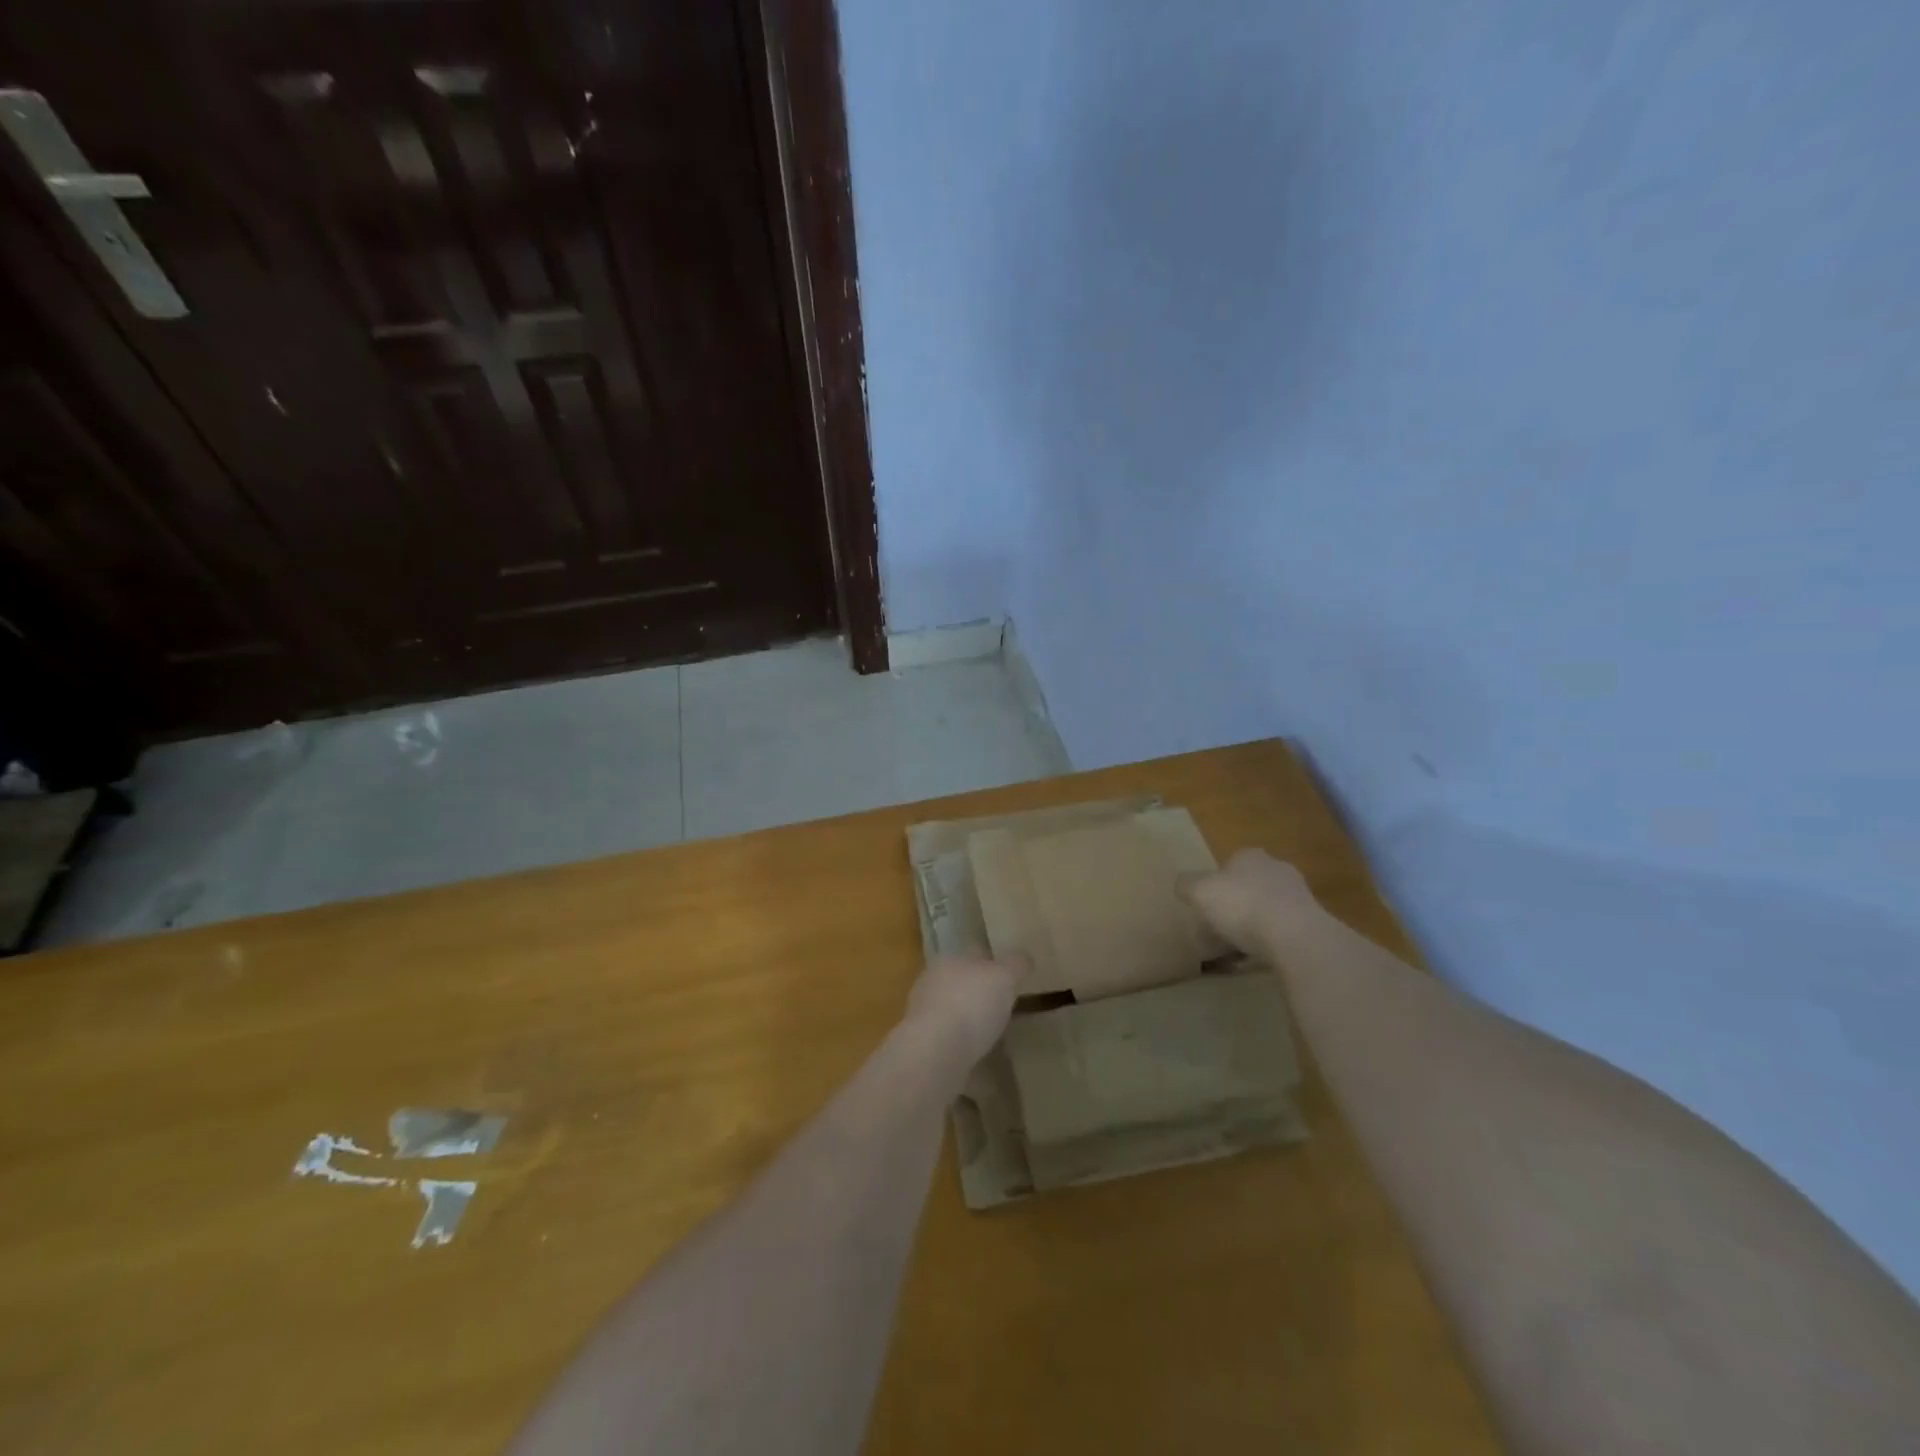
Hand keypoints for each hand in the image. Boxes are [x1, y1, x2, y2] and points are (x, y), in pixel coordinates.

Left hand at [904, 955, 1028, 1064]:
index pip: (973, 954)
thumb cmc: (971, 1003)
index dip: (992, 962)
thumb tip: (1024, 959)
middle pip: (961, 983)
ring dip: (969, 1019)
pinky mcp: (925, 1047)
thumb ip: (1015, 965)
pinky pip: (949, 1040)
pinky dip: (963, 1044)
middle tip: (1004, 1005)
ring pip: (952, 1011)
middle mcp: (931, 984)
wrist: (935, 1052)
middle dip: (979, 992)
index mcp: (948, 960)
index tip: (1009, 974)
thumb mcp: (1004, 977)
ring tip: (993, 1033)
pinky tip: (978, 1055)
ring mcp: (924, 1017)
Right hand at [1179, 849, 1320, 954]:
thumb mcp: (1199, 892)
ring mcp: (1298, 897)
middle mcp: (1277, 869)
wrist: (1295, 936)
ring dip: (1252, 929)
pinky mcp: (1312, 925)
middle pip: (1248, 888)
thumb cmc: (1242, 905)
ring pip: (1266, 912)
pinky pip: (1281, 934)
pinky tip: (1255, 963)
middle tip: (1217, 931)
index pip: (1229, 865)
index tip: (1205, 908)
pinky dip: (1268, 946)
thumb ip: (1186, 885)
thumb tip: (1182, 885)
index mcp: (1250, 856)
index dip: (1215, 885)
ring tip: (1233, 954)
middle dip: (1235, 907)